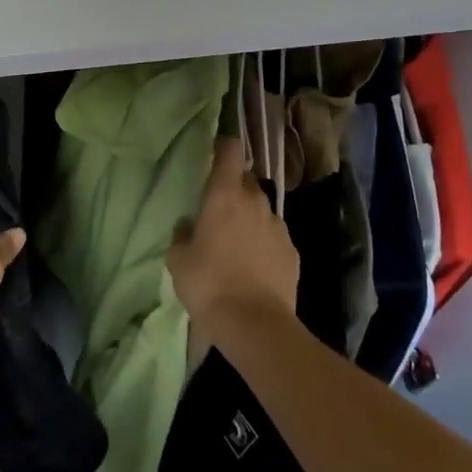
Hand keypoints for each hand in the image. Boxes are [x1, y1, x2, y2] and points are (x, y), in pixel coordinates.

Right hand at [169, 137, 299, 334]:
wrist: (255, 325)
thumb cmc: (209, 285)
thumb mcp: (178, 261)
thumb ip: (181, 235)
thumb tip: (188, 225)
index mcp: (224, 195)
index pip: (230, 151)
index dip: (223, 146)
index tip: (214, 152)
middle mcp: (255, 202)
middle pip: (246, 180)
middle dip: (234, 187)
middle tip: (218, 208)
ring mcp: (278, 226)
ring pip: (261, 209)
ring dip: (249, 216)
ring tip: (236, 242)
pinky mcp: (292, 251)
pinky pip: (274, 235)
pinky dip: (264, 242)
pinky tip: (254, 265)